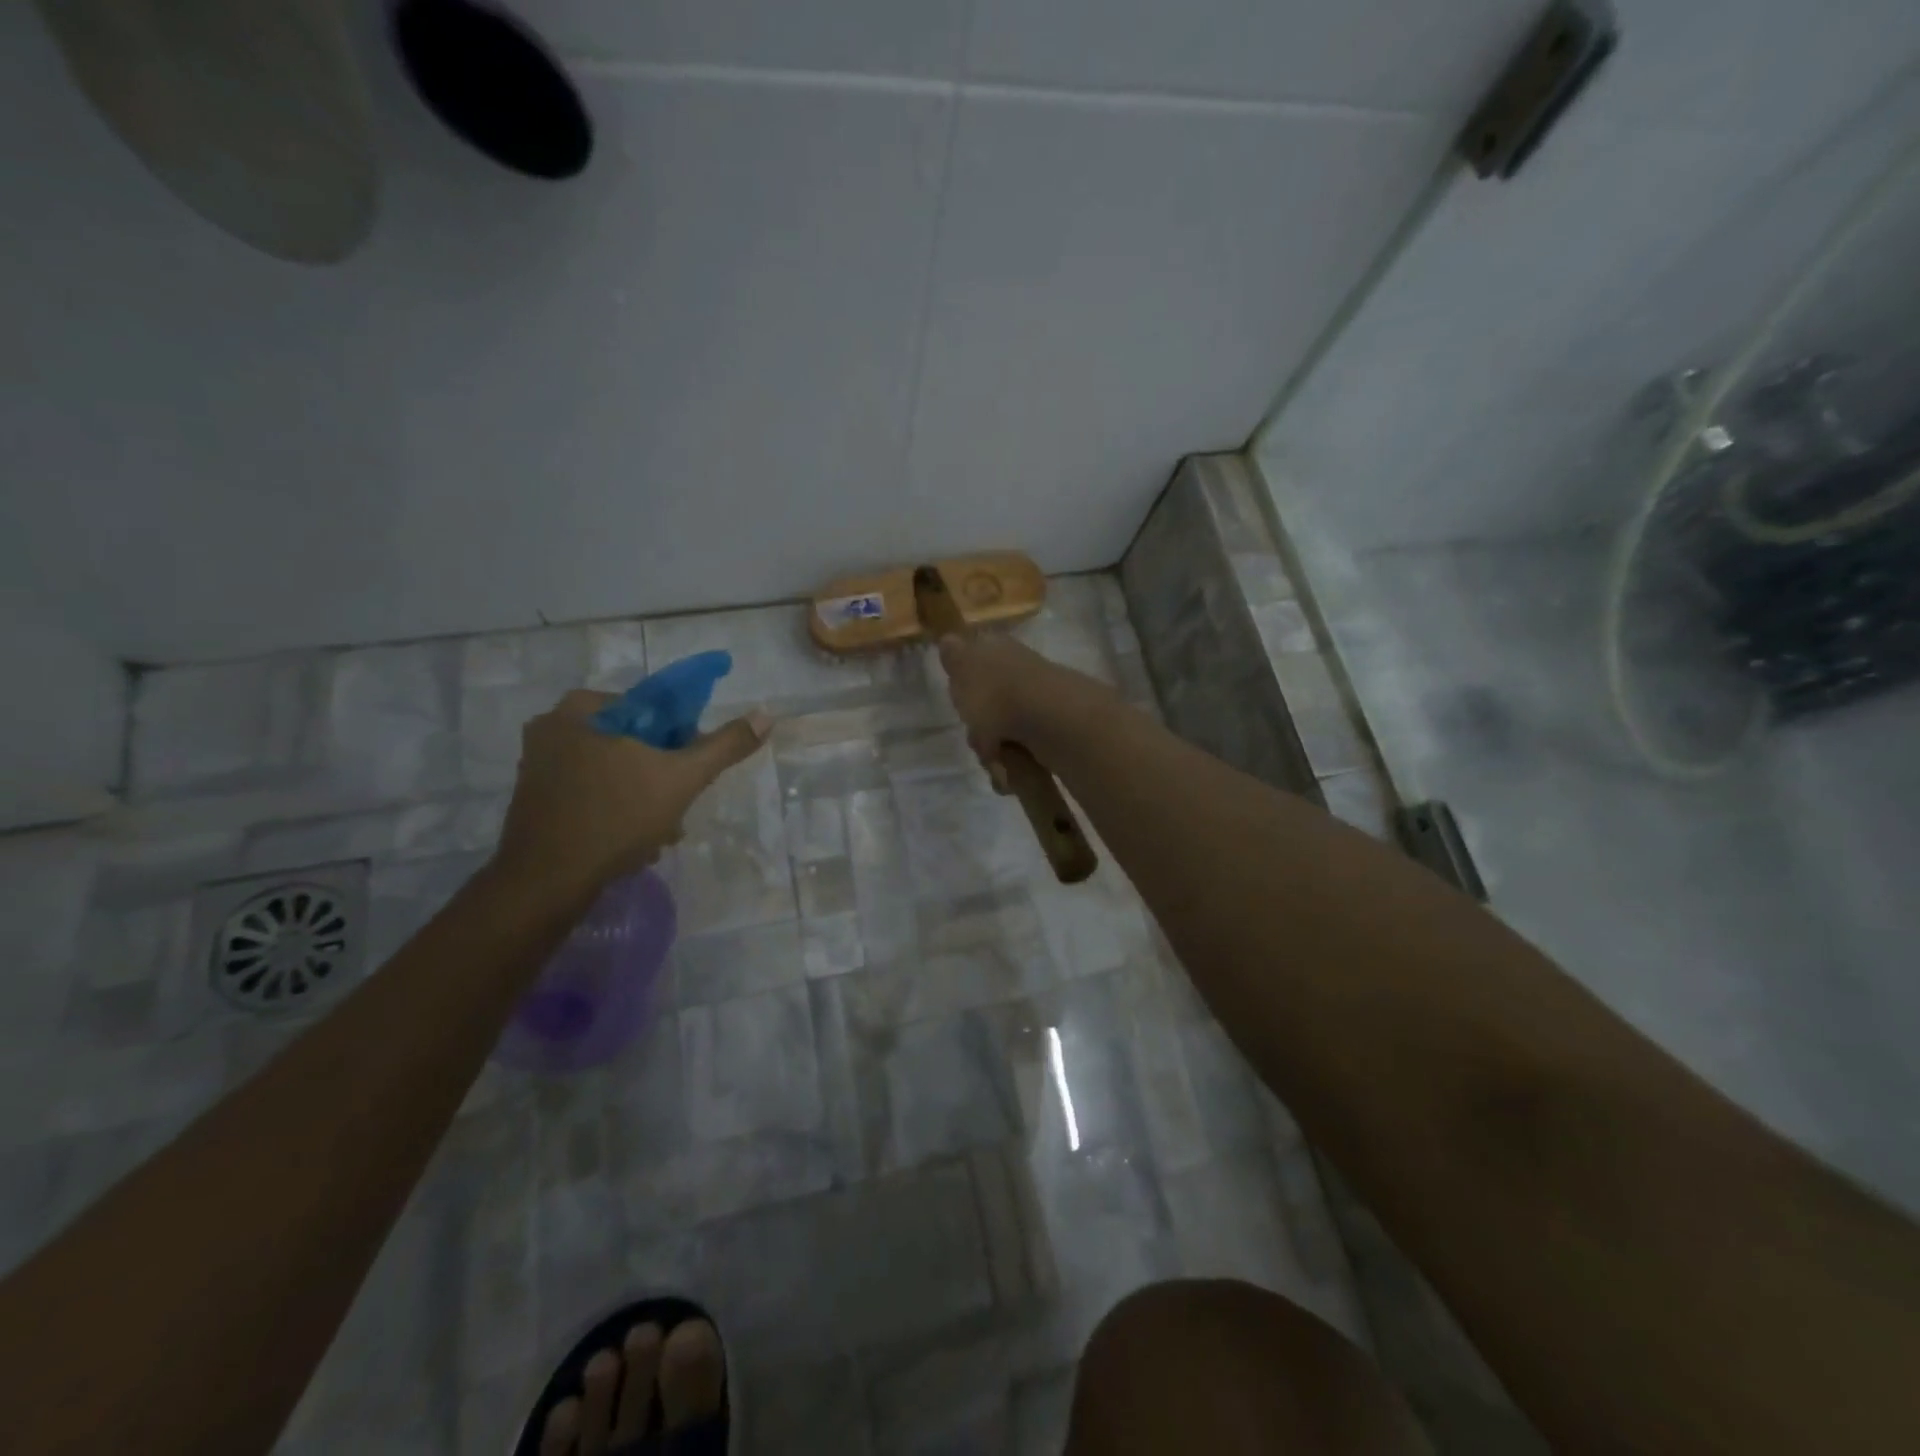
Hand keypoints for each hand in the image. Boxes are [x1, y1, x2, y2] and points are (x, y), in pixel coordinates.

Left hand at [491, 690, 771, 903]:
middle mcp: (552, 729)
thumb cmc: (616, 817)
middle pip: (633, 742)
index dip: (680, 737)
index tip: (689, 770)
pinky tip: (634, 843)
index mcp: (581, 710)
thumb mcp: (682, 777)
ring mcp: (539, 767)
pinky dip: (617, 811)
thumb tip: (766, 715)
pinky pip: (592, 793)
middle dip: (662, 775)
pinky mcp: (535, 800)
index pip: (650, 708)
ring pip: (614, 771)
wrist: (547, 883)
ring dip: (645, 798)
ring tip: (661, 833)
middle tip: (678, 806)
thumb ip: (725, 745)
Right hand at [937, 633, 1116, 785]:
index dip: (965, 688)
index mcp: (1001, 651)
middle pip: (987, 708)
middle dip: (979, 731)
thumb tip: (948, 640)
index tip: (961, 705)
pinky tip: (1010, 775)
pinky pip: (1024, 757)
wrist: (1051, 721)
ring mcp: (1039, 707)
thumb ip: (955, 656)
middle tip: (979, 738)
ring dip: (995, 755)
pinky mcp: (1054, 737)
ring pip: (1003, 736)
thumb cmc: (997, 693)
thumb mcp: (964, 666)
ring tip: (997, 763)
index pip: (977, 665)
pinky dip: (1015, 769)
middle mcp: (1022, 675)